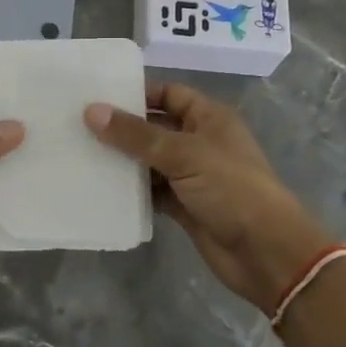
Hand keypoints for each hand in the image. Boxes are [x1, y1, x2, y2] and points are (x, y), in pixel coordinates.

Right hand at [85, 83, 334, 309]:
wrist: (267, 253)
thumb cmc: (231, 189)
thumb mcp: (183, 154)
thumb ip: (136, 135)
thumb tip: (91, 111)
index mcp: (209, 118)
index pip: (169, 93)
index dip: (138, 93)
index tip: (99, 95)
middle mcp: (200, 142)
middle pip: (156, 127)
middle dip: (123, 128)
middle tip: (78, 124)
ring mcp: (193, 176)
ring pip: (151, 161)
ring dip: (124, 161)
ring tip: (81, 153)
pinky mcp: (185, 206)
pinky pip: (153, 191)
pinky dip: (133, 191)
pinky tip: (102, 188)